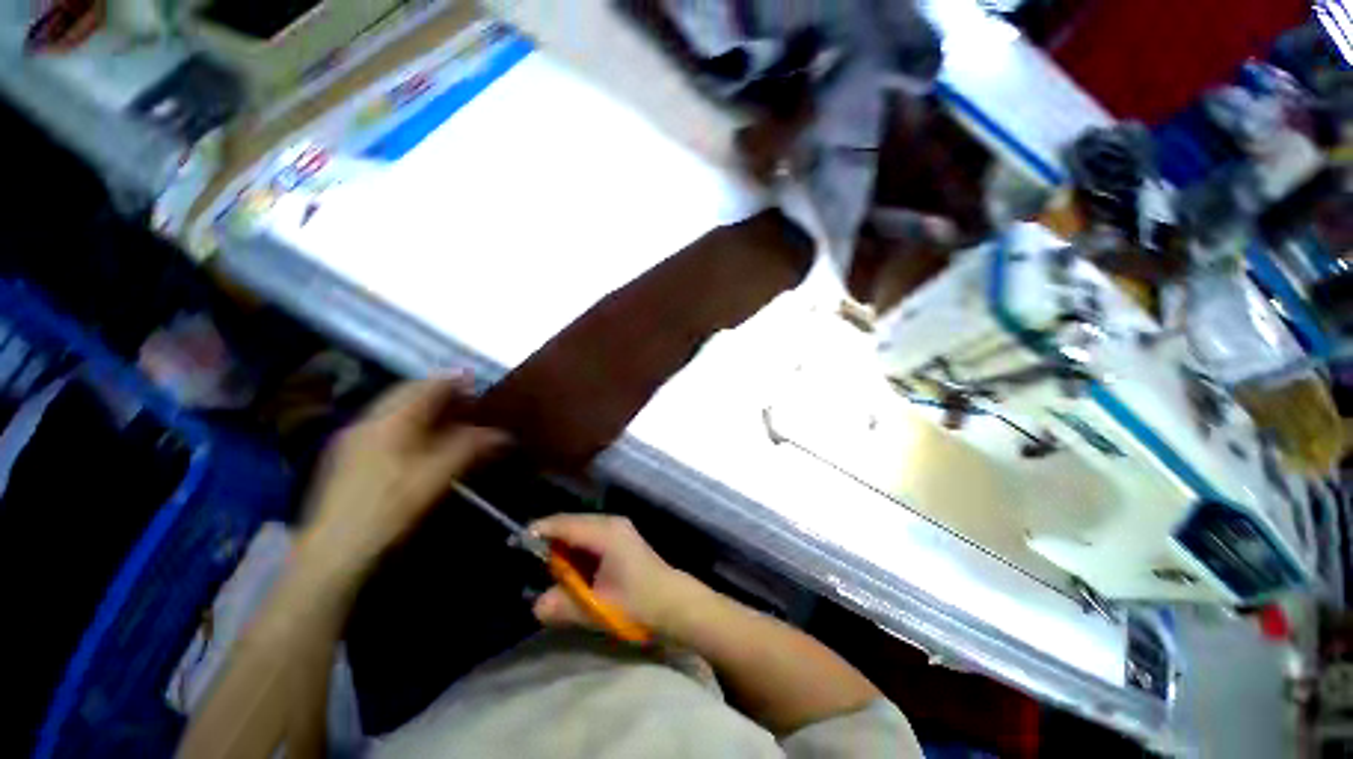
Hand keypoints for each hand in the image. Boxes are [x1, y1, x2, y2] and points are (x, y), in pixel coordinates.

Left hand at [303, 376, 508, 572]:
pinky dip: (407, 422)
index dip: (454, 380)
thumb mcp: (438, 476)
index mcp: (390, 421)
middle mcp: (368, 421)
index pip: (426, 386)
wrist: (333, 551)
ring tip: (448, 417)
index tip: (477, 381)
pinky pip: (383, 425)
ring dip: (422, 406)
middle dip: (438, 391)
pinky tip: (419, 440)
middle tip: (465, 398)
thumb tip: (503, 435)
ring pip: (393, 409)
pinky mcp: (347, 456)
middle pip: (406, 393)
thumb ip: (471, 448)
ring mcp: (353, 438)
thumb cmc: (390, 508)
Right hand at [528, 514, 705, 634]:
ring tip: (547, 568)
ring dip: (564, 546)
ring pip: (580, 529)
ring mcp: (618, 528)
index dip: (539, 531)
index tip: (516, 543)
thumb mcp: (598, 609)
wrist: (674, 603)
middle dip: (550, 540)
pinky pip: (590, 535)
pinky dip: (577, 549)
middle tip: (528, 561)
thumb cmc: (638, 603)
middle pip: (571, 523)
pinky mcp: (621, 537)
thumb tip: (535, 605)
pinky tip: (572, 569)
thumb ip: (564, 606)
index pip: (565, 524)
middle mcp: (611, 523)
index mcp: (605, 533)